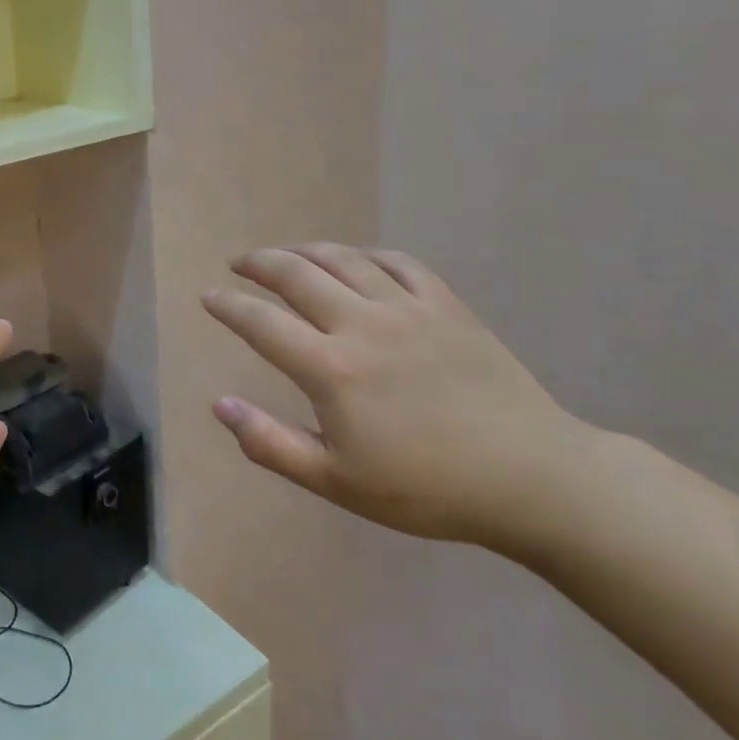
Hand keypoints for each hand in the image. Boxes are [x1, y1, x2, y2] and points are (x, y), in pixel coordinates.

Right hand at [202, 244, 594, 547]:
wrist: (530, 478)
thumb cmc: (426, 488)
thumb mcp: (335, 481)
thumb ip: (269, 443)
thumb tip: (220, 404)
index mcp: (331, 369)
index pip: (261, 323)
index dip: (228, 306)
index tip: (208, 297)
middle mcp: (362, 324)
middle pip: (296, 275)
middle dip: (259, 264)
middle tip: (238, 264)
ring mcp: (408, 309)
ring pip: (343, 260)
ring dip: (304, 251)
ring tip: (284, 255)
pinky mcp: (446, 305)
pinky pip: (396, 262)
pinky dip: (364, 255)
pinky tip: (354, 260)